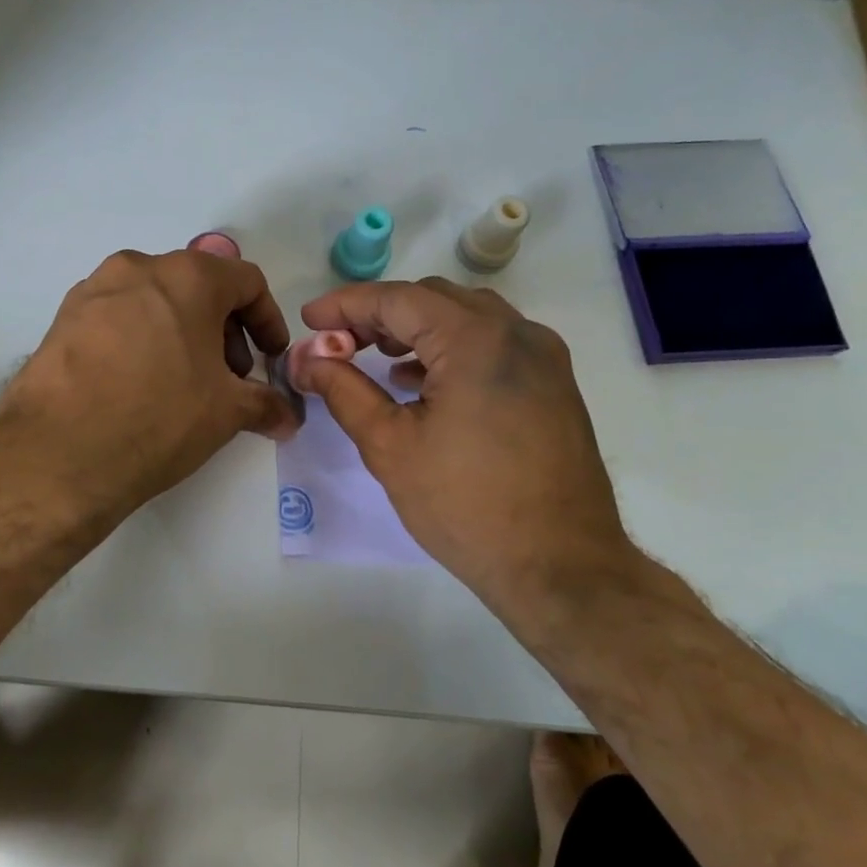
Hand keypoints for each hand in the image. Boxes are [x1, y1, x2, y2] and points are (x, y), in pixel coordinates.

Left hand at [0, 249, 298, 520]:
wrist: (59, 453)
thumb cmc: (159, 418)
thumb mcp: (226, 412)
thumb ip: (266, 405)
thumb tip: (288, 418)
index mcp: (187, 276)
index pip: (246, 282)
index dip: (268, 320)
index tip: (270, 358)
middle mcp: (138, 268)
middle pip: (198, 287)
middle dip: (223, 330)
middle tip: (228, 377)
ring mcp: (93, 290)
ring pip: (154, 301)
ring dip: (181, 333)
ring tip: (182, 384)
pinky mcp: (62, 318)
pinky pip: (117, 318)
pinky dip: (140, 340)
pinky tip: (137, 385)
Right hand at [297, 279, 636, 610]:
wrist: (560, 566)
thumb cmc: (465, 505)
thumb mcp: (388, 445)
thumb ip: (343, 390)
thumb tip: (306, 360)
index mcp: (476, 340)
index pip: (398, 299)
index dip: (347, 305)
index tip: (310, 318)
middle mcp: (517, 333)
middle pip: (435, 300)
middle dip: (381, 314)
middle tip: (339, 342)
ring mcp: (543, 357)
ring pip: (467, 318)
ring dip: (417, 328)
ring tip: (374, 356)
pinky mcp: (553, 384)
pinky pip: (493, 344)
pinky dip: (450, 348)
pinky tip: (421, 381)